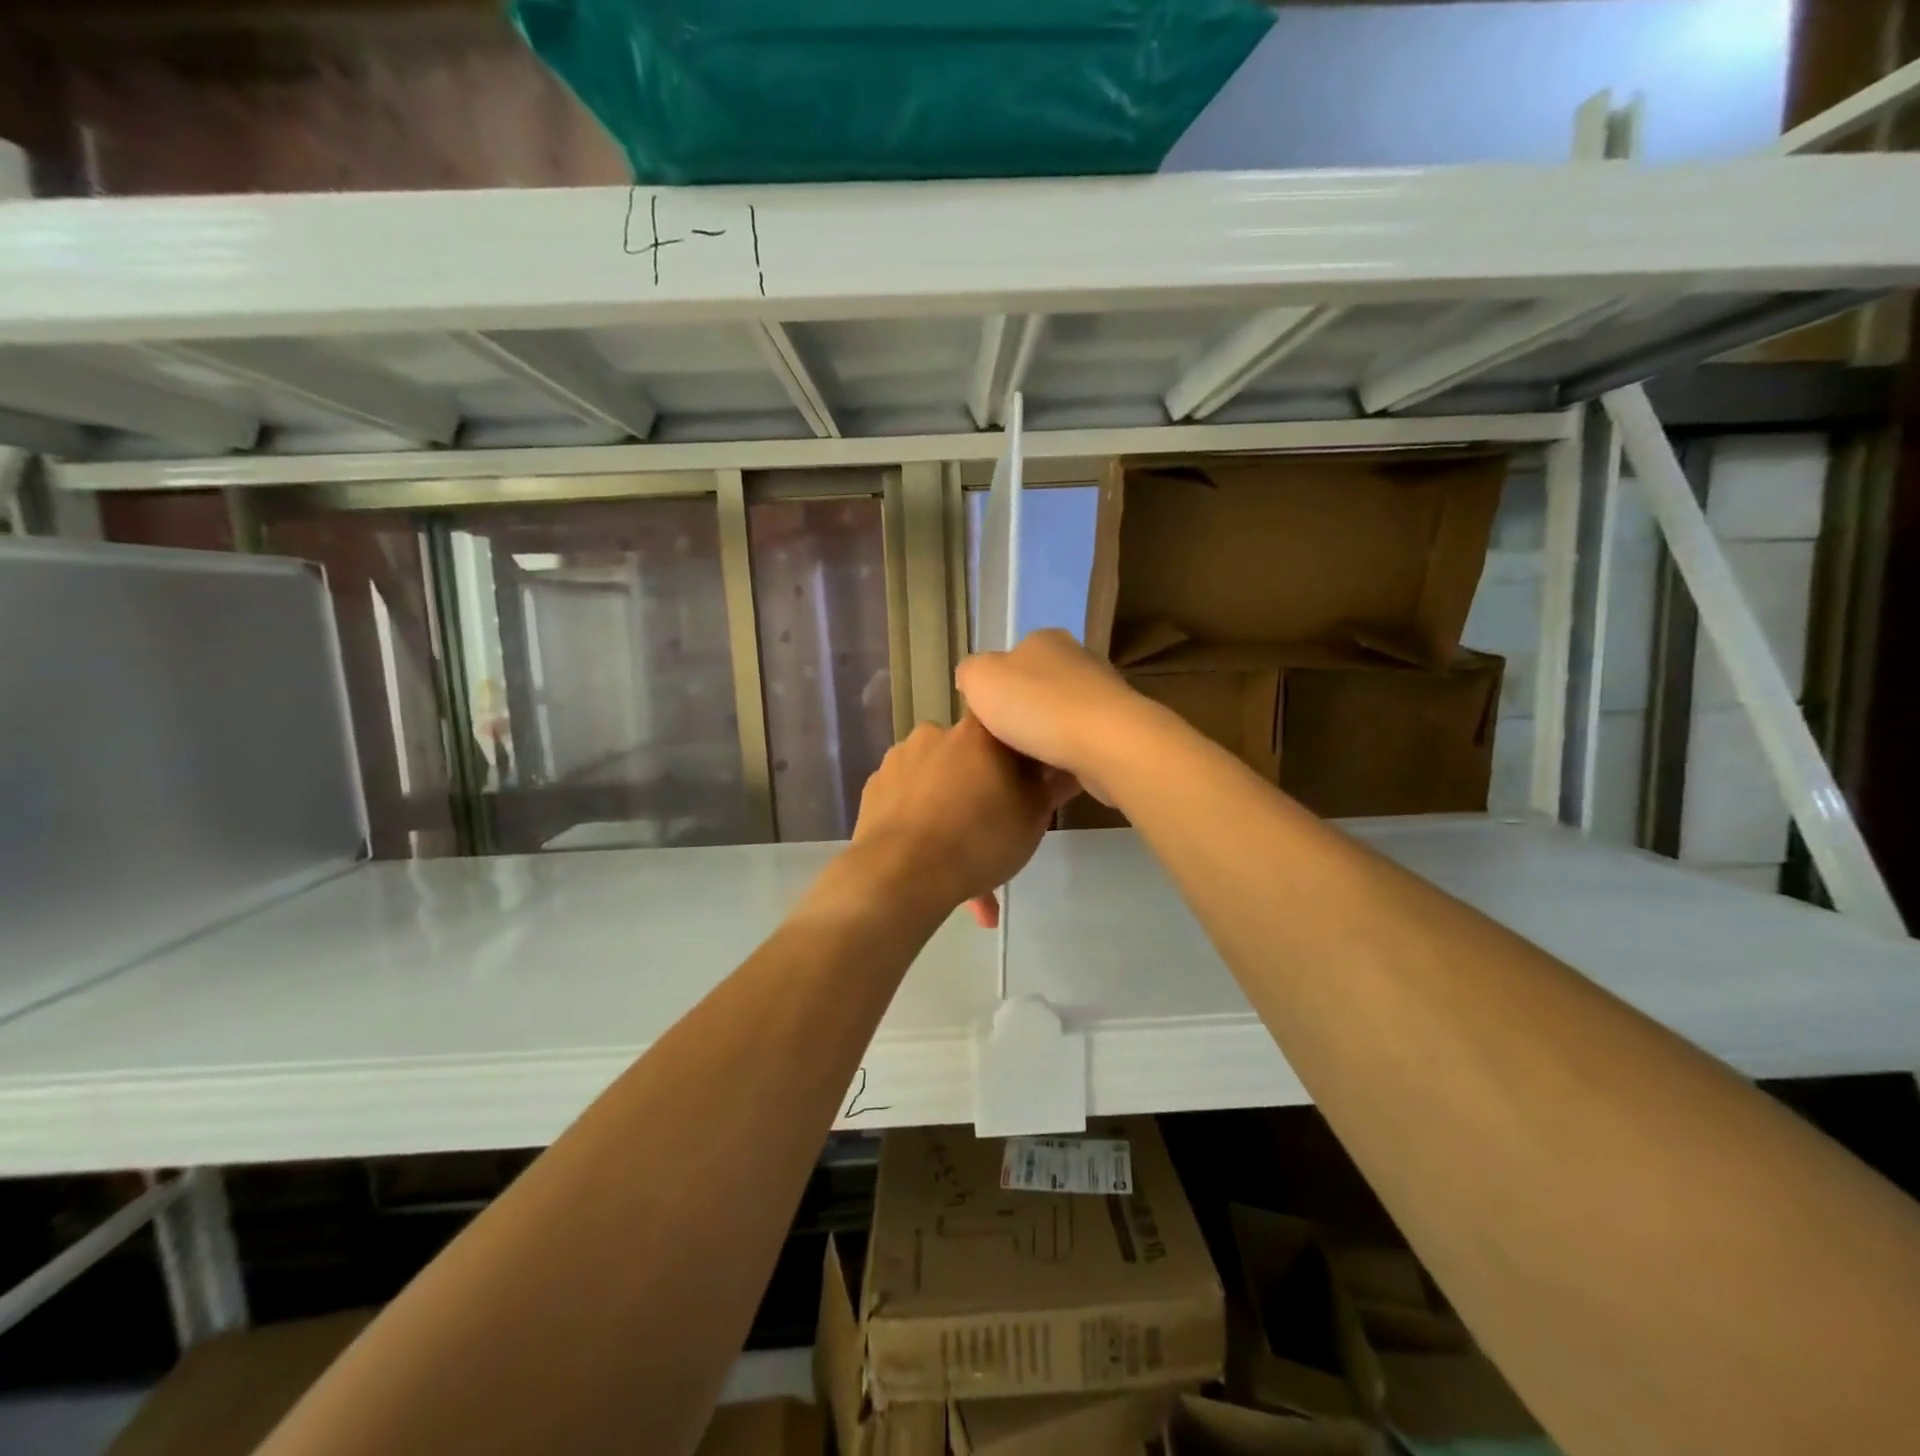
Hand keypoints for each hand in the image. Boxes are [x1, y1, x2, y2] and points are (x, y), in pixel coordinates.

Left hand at [848, 714, 1076, 928]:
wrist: (902, 874)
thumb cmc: (979, 838)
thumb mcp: (1034, 817)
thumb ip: (1051, 785)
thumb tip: (1065, 766)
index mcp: (977, 732)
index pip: (1006, 726)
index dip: (1019, 755)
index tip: (1026, 785)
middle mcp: (935, 734)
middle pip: (969, 759)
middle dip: (983, 793)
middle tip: (996, 834)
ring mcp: (898, 760)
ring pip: (938, 787)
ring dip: (952, 816)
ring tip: (965, 870)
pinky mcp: (873, 790)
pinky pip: (909, 804)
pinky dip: (922, 827)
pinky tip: (934, 866)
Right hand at [955, 629, 1149, 803]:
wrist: (1105, 743)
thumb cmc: (1035, 705)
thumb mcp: (979, 679)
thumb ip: (970, 673)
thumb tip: (974, 679)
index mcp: (1044, 640)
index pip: (1012, 658)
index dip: (995, 687)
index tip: (986, 717)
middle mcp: (1078, 659)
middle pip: (1038, 686)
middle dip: (1022, 712)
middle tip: (1002, 742)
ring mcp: (1103, 693)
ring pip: (1062, 715)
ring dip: (1047, 735)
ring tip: (1025, 764)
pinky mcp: (1119, 728)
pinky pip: (1082, 741)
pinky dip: (1068, 754)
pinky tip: (1054, 774)